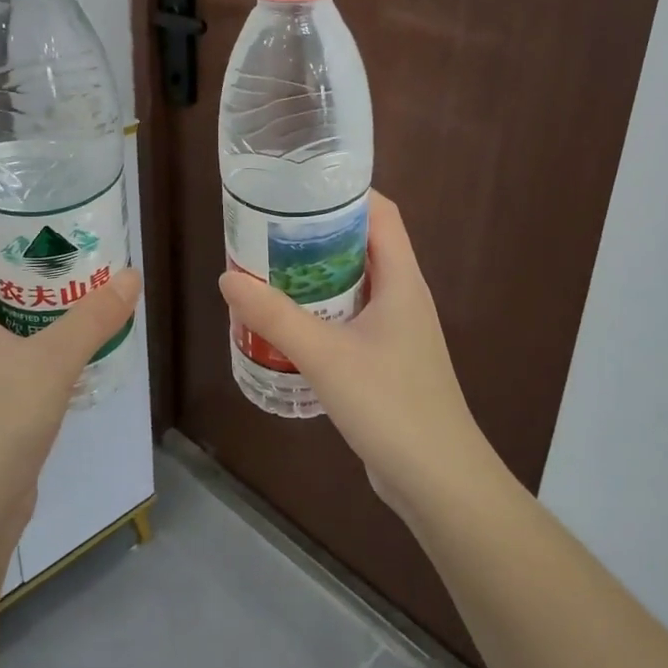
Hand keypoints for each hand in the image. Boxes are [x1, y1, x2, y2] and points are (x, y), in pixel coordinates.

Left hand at [0, 210, 141, 550]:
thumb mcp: (51, 362)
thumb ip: (93, 318)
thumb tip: (131, 275)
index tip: (34, 197)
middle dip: (29, 253)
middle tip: (77, 236)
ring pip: (5, 314)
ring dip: (42, 297)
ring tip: (88, 278)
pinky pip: (16, 349)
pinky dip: (45, 334)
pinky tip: (83, 334)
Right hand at [218, 192, 498, 523]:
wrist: (438, 481)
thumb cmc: (390, 405)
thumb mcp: (325, 356)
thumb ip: (275, 316)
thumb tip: (228, 278)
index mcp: (403, 281)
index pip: (381, 213)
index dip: (345, 191)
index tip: (298, 186)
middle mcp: (404, 297)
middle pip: (363, 246)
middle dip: (318, 234)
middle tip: (268, 231)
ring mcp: (398, 332)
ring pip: (355, 285)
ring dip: (316, 276)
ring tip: (269, 272)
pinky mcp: (387, 362)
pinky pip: (351, 320)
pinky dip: (321, 313)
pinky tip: (288, 326)